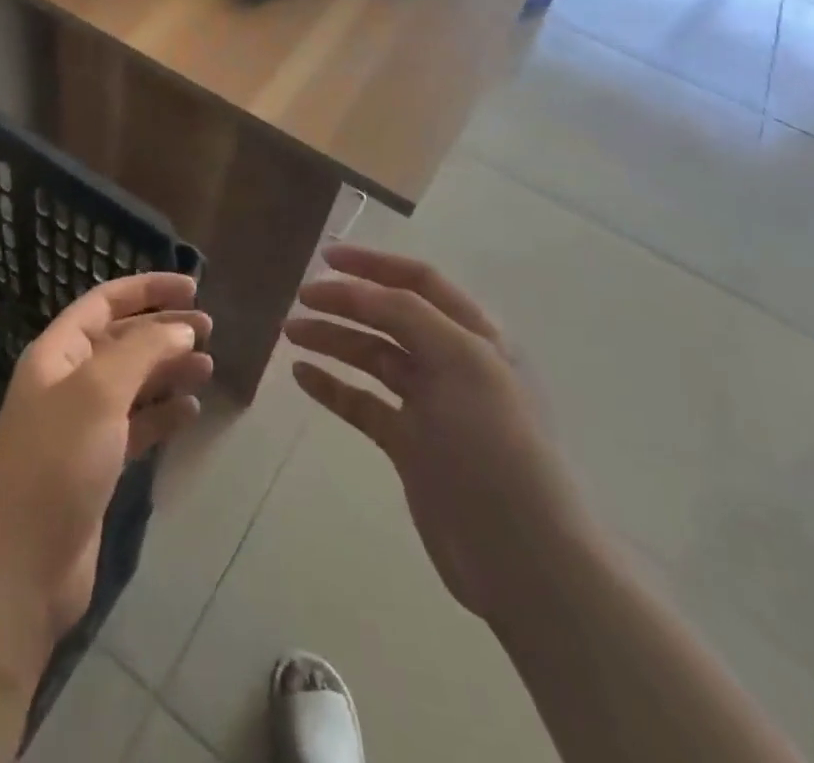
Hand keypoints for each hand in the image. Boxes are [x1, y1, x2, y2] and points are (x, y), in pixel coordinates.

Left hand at [0, 272, 213, 640]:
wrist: (20, 569)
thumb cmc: (56, 463)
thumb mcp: (98, 392)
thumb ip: (142, 351)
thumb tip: (181, 328)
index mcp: (56, 354)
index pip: (104, 303)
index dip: (146, 289)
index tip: (193, 288)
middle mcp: (67, 383)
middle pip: (121, 341)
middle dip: (163, 330)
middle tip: (210, 329)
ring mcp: (80, 426)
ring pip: (132, 383)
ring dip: (168, 371)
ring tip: (208, 367)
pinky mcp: (96, 465)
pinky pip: (136, 425)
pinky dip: (163, 414)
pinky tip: (190, 411)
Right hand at [284, 245, 598, 625]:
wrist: (522, 556)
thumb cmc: (496, 444)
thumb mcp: (461, 361)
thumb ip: (408, 315)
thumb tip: (357, 289)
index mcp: (474, 335)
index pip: (419, 282)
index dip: (374, 264)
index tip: (326, 257)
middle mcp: (452, 362)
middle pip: (390, 316)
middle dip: (346, 302)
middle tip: (300, 299)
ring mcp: (430, 406)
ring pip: (373, 357)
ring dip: (334, 339)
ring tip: (291, 333)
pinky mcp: (410, 445)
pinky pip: (364, 403)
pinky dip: (333, 386)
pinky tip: (303, 376)